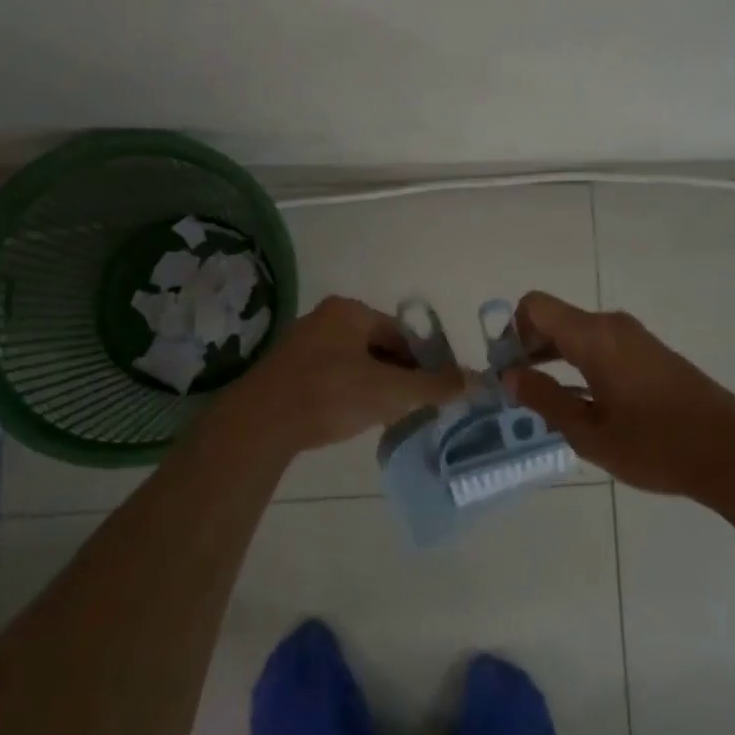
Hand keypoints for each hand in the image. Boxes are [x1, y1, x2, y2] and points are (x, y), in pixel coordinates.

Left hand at [206, 295, 464, 459]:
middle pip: (378, 345)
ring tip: (385, 414)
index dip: (423, 360)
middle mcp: (325, 318)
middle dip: (398, 374)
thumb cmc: (329, 395)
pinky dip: (349, 391)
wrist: (260, 423)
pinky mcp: (288, 369)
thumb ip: (432, 386)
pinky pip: (332, 374)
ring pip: (355, 361)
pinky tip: (352, 415)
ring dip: (375, 384)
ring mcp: (303, 342)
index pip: (401, 332)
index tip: (434, 390)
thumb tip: (475, 380)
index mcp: (349, 311)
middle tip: (411, 405)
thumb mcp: (388, 392)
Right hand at [500, 290, 734, 500]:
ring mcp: (634, 336)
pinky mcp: (650, 351)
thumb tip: (509, 376)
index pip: (535, 306)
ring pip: (578, 332)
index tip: (509, 370)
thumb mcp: (590, 433)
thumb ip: (545, 400)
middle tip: (520, 391)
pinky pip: (601, 343)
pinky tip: (584, 401)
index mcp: (592, 336)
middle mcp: (611, 325)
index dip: (512, 331)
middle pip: (554, 318)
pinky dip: (580, 361)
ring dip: (555, 357)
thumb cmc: (656, 445)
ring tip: (547, 401)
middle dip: (530, 347)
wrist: (732, 452)